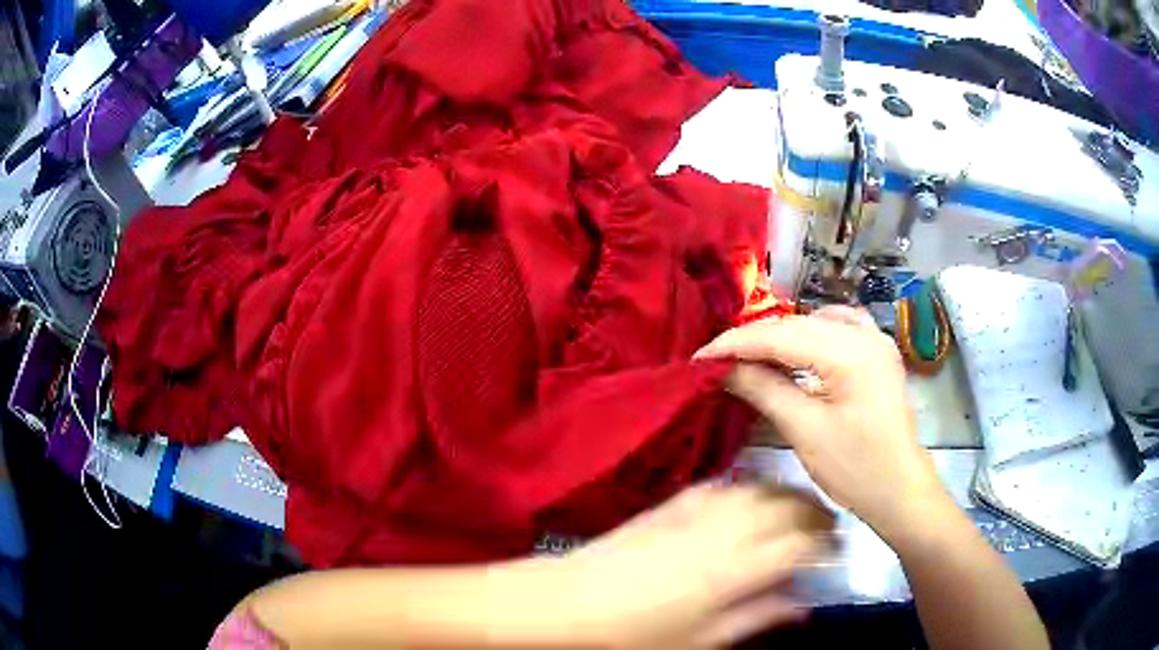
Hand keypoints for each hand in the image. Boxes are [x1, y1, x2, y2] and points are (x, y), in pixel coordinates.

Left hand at [538, 483, 832, 647]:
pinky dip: (749, 487)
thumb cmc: (636, 633)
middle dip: (815, 514)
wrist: (572, 602)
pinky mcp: (674, 502)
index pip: (799, 544)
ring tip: (801, 508)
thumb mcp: (701, 640)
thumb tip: (800, 605)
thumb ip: (756, 618)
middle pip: (786, 509)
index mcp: (733, 571)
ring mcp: (697, 512)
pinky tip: (755, 495)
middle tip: (827, 527)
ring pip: (760, 490)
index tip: (837, 550)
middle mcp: (723, 532)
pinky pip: (724, 485)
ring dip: (787, 495)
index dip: (825, 544)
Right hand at [695, 308, 953, 543]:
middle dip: (754, 341)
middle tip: (717, 360)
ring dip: (780, 338)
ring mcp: (876, 340)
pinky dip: (810, 336)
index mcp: (849, 352)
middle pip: (796, 326)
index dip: (736, 344)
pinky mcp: (878, 354)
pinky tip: (797, 350)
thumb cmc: (855, 469)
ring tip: (749, 357)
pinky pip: (838, 329)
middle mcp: (865, 334)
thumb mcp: (805, 431)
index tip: (699, 357)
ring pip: (815, 324)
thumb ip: (764, 390)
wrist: (900, 489)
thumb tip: (724, 369)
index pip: (780, 336)